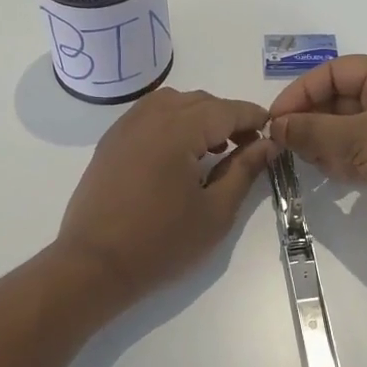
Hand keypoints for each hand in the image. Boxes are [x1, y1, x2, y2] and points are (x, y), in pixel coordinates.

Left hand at [56, 87, 275, 297]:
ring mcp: (126, 126)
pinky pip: (149, 114)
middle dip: (228, 117)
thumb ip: (244, 171)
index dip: (253, 118)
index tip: (272, 132)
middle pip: (201, 101)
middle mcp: (151, 116)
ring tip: (212, 148)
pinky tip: (179, 152)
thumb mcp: (215, 212)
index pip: (227, 110)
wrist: (94, 265)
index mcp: (179, 130)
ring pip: (173, 102)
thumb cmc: (161, 243)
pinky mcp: (111, 141)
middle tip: (246, 147)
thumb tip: (267, 144)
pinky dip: (172, 120)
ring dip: (199, 115)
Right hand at [268, 56, 366, 247]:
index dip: (300, 93)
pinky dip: (343, 160)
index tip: (275, 120)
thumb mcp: (357, 139)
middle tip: (285, 146)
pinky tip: (332, 176)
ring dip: (325, 144)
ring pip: (346, 128)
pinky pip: (360, 150)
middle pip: (337, 99)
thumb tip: (277, 126)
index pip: (332, 73)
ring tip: (308, 163)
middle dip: (311, 121)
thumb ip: (312, 131)